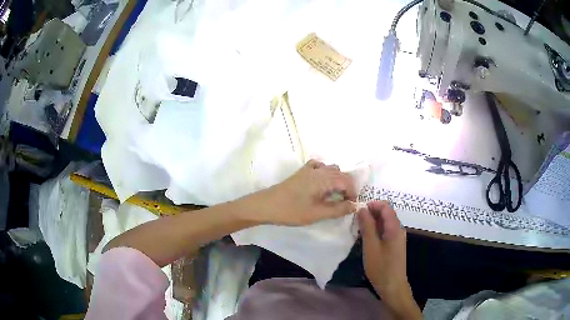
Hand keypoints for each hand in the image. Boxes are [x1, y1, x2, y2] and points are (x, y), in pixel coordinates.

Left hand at [252, 159, 356, 225]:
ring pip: (331, 169)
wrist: (267, 205)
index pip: (347, 181)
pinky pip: (319, 166)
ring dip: (337, 180)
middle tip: (345, 203)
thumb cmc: (292, 211)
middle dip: (347, 187)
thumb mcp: (317, 213)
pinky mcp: (301, 172)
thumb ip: (338, 209)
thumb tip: (354, 205)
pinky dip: (325, 172)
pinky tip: (322, 183)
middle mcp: (319, 170)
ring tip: (335, 195)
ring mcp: (309, 169)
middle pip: (341, 174)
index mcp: (324, 178)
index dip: (352, 193)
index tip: (351, 206)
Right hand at [358, 201, 420, 319]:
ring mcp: (397, 237)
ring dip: (372, 222)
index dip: (372, 204)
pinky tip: (365, 238)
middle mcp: (398, 229)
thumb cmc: (381, 267)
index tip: (358, 210)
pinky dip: (376, 230)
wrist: (392, 285)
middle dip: (371, 213)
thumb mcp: (371, 246)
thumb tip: (362, 209)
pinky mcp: (394, 245)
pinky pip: (385, 231)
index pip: (386, 207)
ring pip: (385, 223)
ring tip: (358, 228)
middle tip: (355, 220)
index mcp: (395, 227)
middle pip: (386, 213)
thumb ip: (367, 226)